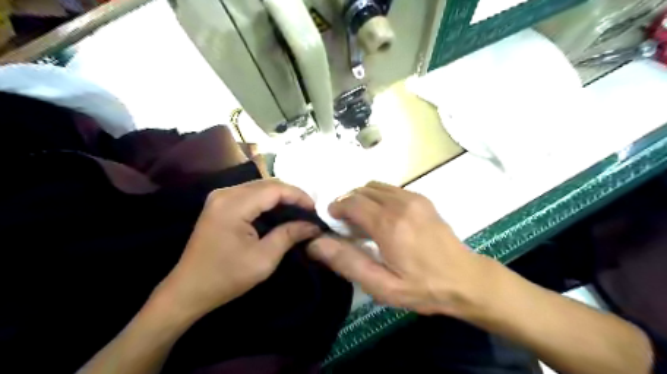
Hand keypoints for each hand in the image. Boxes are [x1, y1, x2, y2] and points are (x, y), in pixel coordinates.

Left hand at [158, 180, 321, 318]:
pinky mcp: (220, 203)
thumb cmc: (226, 278)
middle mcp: (225, 193)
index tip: (316, 210)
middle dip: (292, 194)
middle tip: (310, 211)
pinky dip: (268, 200)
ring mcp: (220, 196)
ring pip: (260, 186)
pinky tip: (280, 210)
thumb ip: (289, 235)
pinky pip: (250, 193)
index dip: (298, 196)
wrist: (188, 290)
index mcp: (233, 205)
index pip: (274, 189)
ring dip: (281, 196)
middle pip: (267, 183)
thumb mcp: (263, 259)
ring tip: (300, 210)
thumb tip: (313, 226)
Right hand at [307, 181, 493, 317]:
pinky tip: (382, 218)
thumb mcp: (382, 285)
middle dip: (348, 203)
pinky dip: (377, 197)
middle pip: (361, 190)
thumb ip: (347, 262)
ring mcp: (414, 198)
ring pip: (375, 186)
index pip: (352, 202)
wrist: (466, 279)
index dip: (336, 208)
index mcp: (389, 224)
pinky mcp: (422, 199)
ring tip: (363, 221)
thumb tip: (316, 244)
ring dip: (362, 199)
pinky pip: (390, 189)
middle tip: (347, 226)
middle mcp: (401, 203)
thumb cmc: (423, 287)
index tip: (332, 222)